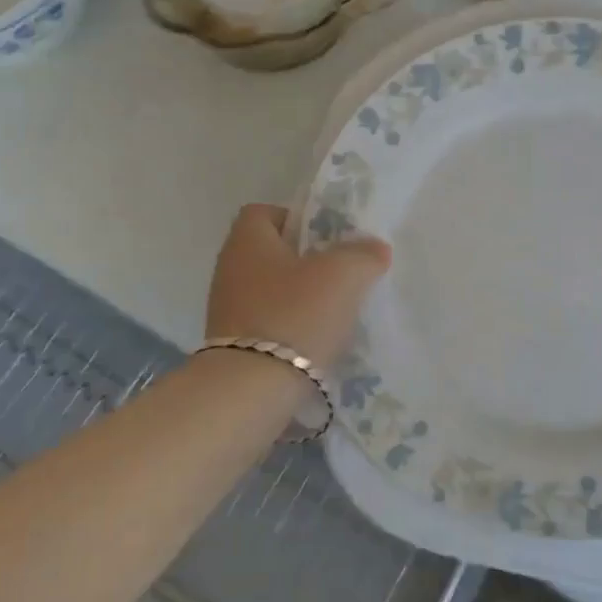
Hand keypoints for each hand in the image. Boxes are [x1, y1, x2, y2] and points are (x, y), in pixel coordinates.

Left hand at [205, 204, 390, 366]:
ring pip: (272, 291)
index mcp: (247, 241)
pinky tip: (317, 343)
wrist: (251, 390)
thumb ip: (363, 254)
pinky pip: (268, 324)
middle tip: (341, 274)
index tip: (328, 239)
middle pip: (272, 253)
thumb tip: (373, 248)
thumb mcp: (343, 274)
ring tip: (335, 313)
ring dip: (301, 298)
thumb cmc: (295, 315)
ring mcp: (227, 310)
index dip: (298, 219)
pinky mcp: (233, 346)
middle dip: (306, 262)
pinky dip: (291, 329)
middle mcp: (230, 270)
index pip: (265, 212)